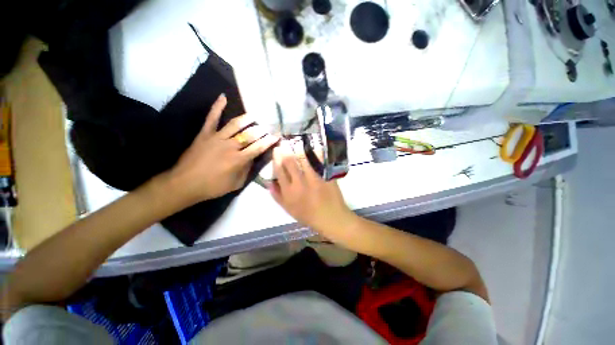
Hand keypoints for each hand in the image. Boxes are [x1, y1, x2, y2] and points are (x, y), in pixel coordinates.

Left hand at [170, 94, 278, 204]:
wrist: (184, 184)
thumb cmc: (212, 187)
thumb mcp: (235, 184)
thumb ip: (246, 170)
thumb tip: (253, 158)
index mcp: (238, 160)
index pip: (258, 147)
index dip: (269, 141)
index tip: (277, 136)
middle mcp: (230, 146)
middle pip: (249, 135)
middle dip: (261, 130)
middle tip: (269, 126)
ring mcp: (216, 138)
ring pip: (235, 125)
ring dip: (247, 119)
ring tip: (255, 115)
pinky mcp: (205, 134)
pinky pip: (212, 118)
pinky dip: (217, 107)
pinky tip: (223, 97)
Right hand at [269, 141, 354, 236]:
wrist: (331, 217)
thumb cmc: (308, 215)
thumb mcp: (289, 210)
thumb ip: (278, 196)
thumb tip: (269, 182)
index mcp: (289, 192)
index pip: (279, 171)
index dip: (276, 159)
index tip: (276, 151)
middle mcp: (300, 183)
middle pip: (290, 162)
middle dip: (286, 151)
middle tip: (285, 144)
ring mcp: (314, 178)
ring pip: (304, 158)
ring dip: (299, 149)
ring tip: (297, 143)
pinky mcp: (325, 175)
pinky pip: (319, 161)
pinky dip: (315, 153)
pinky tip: (312, 148)